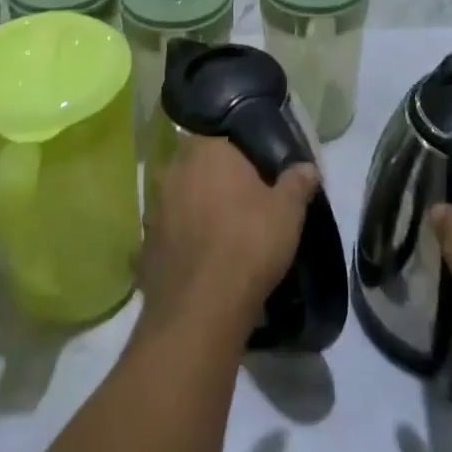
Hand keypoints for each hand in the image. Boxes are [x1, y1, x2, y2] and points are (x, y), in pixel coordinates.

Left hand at [140, 137, 318, 343]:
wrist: (201, 309)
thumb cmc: (249, 244)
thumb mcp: (288, 212)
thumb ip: (297, 183)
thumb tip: (308, 167)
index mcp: (206, 149)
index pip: (227, 142)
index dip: (246, 161)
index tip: (262, 181)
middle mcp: (173, 169)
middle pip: (201, 169)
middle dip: (219, 183)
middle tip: (246, 208)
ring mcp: (153, 207)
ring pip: (181, 200)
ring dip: (197, 211)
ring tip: (223, 237)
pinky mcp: (144, 243)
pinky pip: (169, 234)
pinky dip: (183, 243)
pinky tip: (201, 262)